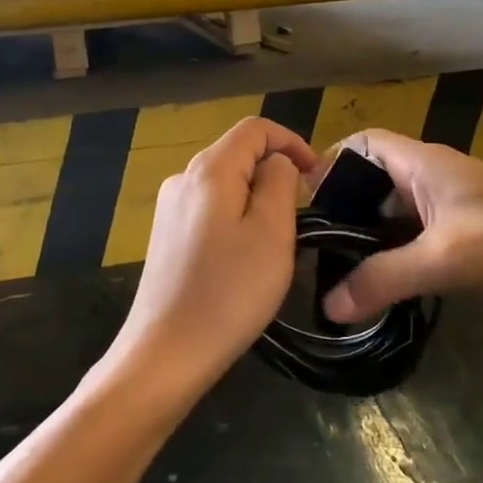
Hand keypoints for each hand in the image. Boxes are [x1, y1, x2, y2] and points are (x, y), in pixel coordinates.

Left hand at [99, 118, 316, 407]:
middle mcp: (182, 178)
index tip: (316, 175)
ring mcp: (169, 208)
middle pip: (236, 153)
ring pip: (224, 183)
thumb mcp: (272, 232)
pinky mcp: (165, 236)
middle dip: (274, 171)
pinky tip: (243, 256)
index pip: (254, 128)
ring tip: (276, 239)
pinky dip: (235, 217)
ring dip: (256, 197)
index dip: (291, 141)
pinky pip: (209, 209)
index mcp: (209, 170)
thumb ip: (279, 182)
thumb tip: (276, 163)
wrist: (166, 353)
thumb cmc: (229, 292)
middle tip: (300, 212)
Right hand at [318, 130, 482, 325]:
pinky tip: (377, 296)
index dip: (330, 163)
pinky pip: (417, 247)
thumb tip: (327, 305)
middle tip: (312, 256)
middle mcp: (434, 182)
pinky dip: (394, 265)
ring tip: (334, 281)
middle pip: (373, 185)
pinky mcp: (468, 245)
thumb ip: (384, 278)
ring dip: (368, 245)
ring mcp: (453, 214)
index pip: (364, 143)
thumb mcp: (447, 259)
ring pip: (394, 221)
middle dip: (343, 213)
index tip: (304, 205)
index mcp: (426, 165)